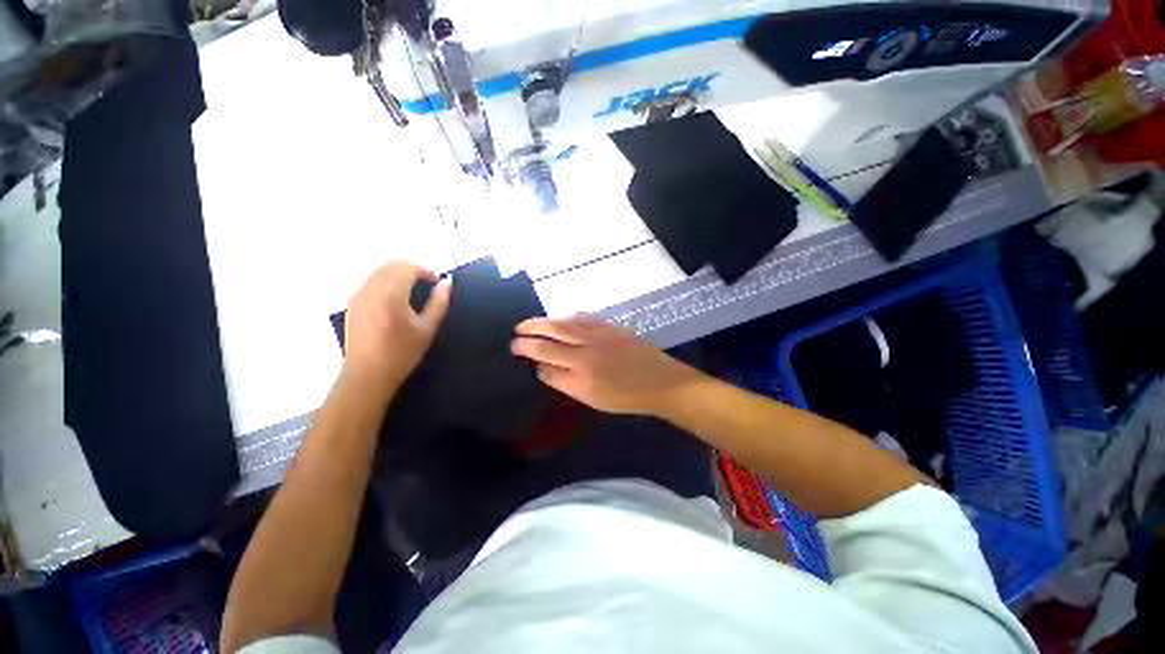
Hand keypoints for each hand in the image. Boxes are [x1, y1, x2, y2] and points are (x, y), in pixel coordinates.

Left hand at [343, 261, 450, 393]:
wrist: (367, 375)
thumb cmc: (401, 354)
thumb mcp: (427, 329)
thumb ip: (439, 302)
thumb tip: (447, 282)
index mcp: (390, 294)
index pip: (408, 267)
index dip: (426, 271)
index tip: (437, 283)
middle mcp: (371, 289)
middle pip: (392, 264)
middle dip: (413, 269)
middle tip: (428, 285)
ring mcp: (358, 294)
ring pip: (380, 270)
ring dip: (399, 274)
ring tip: (414, 292)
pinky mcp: (353, 302)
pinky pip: (371, 280)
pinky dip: (387, 281)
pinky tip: (396, 300)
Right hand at [511, 316, 705, 415]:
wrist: (660, 382)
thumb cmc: (627, 398)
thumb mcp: (594, 401)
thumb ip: (567, 384)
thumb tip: (546, 369)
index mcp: (580, 379)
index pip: (547, 369)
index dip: (535, 363)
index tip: (527, 359)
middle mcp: (584, 356)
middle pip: (548, 344)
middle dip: (528, 339)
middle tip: (515, 337)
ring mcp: (596, 339)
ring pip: (562, 326)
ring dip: (542, 324)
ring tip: (527, 324)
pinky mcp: (608, 328)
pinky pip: (583, 319)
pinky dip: (568, 318)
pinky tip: (562, 318)